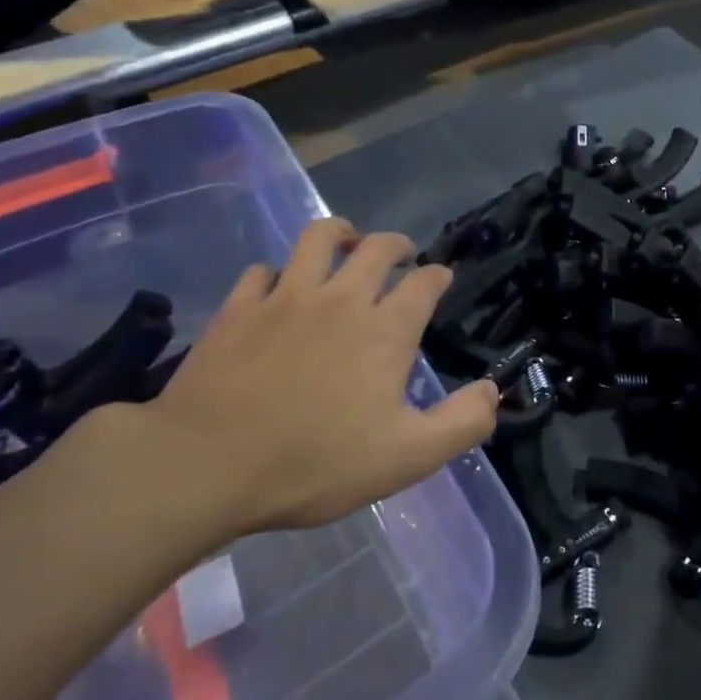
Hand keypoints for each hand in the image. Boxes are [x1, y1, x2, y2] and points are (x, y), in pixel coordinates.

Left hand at [112, 218, 499, 540]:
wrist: (208, 466)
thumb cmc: (315, 463)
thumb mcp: (406, 458)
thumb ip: (461, 424)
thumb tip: (493, 391)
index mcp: (384, 330)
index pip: (423, 283)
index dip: (437, 276)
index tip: (441, 278)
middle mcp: (340, 299)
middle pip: (376, 247)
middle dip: (396, 244)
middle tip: (401, 253)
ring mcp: (285, 297)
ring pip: (317, 238)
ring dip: (340, 233)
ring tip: (346, 241)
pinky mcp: (239, 308)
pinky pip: (263, 270)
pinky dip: (278, 272)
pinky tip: (278, 287)